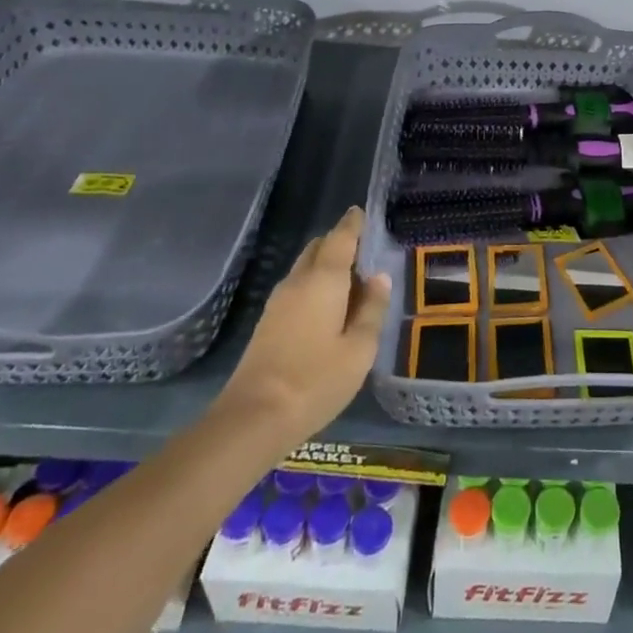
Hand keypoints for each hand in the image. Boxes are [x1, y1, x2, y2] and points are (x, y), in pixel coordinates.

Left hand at [217, 207, 390, 442]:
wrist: (252, 419)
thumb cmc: (316, 380)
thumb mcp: (359, 349)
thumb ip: (372, 309)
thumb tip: (379, 278)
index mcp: (324, 279)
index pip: (340, 237)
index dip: (353, 223)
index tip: (362, 212)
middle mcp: (298, 281)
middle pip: (318, 248)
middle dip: (339, 242)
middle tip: (364, 253)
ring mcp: (278, 302)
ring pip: (305, 268)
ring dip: (326, 265)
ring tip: (351, 282)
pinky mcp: (267, 323)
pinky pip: (297, 287)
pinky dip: (314, 284)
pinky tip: (328, 307)